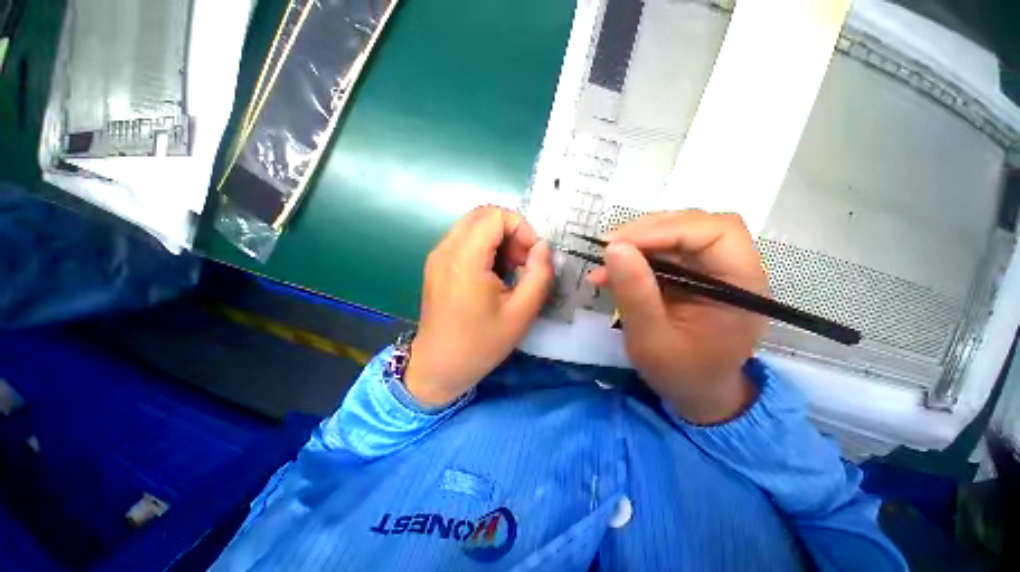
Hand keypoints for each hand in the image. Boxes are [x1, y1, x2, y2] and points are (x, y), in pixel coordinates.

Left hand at [405, 206, 553, 406]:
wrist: (439, 366)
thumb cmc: (481, 344)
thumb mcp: (521, 313)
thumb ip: (539, 274)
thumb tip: (543, 247)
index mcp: (465, 260)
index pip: (494, 216)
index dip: (520, 227)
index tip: (532, 255)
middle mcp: (445, 250)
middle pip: (483, 215)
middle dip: (510, 231)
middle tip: (522, 261)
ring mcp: (437, 256)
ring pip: (474, 226)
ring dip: (498, 240)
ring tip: (510, 270)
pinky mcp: (437, 264)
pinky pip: (465, 240)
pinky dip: (485, 247)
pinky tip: (493, 274)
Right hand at [587, 211, 768, 423]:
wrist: (696, 392)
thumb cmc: (681, 373)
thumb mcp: (651, 338)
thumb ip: (634, 292)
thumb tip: (613, 248)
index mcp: (741, 286)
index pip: (716, 233)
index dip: (667, 229)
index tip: (619, 244)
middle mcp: (734, 269)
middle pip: (697, 225)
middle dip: (648, 230)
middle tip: (609, 247)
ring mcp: (713, 269)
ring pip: (678, 233)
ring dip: (639, 241)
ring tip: (607, 258)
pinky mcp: (694, 274)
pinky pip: (665, 252)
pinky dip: (636, 256)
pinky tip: (612, 271)